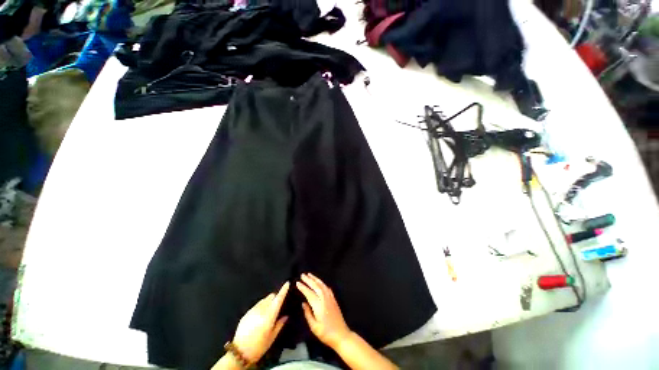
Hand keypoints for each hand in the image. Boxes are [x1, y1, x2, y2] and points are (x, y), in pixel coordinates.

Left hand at [232, 282, 289, 363]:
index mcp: (269, 315)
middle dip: (275, 297)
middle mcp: (261, 309)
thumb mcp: (272, 337)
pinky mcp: (246, 313)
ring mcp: (253, 310)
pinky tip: (260, 316)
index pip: (278, 299)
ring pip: (264, 300)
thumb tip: (286, 315)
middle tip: (278, 305)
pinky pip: (257, 305)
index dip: (283, 290)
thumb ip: (280, 324)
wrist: (239, 352)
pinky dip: (261, 306)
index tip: (287, 283)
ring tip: (268, 312)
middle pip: (271, 296)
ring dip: (268, 302)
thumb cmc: (259, 346)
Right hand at [297, 273, 351, 349]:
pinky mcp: (334, 299)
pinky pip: (327, 288)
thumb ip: (308, 314)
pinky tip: (320, 282)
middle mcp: (325, 299)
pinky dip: (322, 283)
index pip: (309, 293)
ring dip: (315, 279)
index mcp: (319, 305)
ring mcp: (330, 298)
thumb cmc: (326, 333)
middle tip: (302, 275)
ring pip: (322, 285)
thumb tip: (303, 303)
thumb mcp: (314, 327)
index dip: (303, 287)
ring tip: (310, 275)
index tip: (297, 282)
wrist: (341, 335)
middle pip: (316, 286)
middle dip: (309, 280)